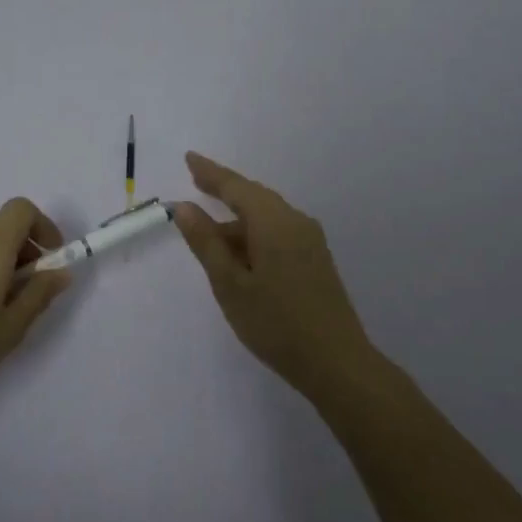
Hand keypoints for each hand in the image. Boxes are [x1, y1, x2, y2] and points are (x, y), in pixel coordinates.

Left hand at [0, 197, 71, 411]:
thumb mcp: (11, 328)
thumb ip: (39, 294)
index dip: (43, 226)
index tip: (51, 259)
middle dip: (25, 254)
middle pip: (2, 230)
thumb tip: (61, 271)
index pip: (21, 209)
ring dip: (2, 267)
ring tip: (1, 314)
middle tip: (30, 296)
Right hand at [174, 151, 375, 393]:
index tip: (188, 158)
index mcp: (274, 222)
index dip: (210, 173)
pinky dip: (253, 235)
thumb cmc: (275, 324)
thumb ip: (206, 242)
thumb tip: (184, 207)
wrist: (337, 363)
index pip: (235, 187)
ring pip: (266, 218)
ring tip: (207, 234)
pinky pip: (278, 234)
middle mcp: (296, 222)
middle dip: (224, 191)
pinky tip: (239, 255)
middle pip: (254, 198)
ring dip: (237, 221)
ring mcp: (310, 242)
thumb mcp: (230, 284)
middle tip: (196, 182)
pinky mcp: (316, 260)